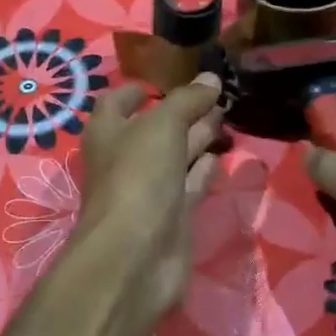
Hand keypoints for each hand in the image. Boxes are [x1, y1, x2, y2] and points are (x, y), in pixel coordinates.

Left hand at [74, 74, 224, 332]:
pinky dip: (203, 170)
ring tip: (227, 118)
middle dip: (181, 112)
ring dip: (197, 138)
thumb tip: (210, 79)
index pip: (117, 101)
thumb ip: (187, 101)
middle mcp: (124, 159)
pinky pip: (189, 185)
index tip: (168, 79)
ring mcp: (147, 190)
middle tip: (217, 95)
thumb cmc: (138, 177)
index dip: (139, 89)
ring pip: (174, 156)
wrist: (136, 257)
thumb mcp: (162, 126)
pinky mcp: (170, 217)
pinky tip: (220, 157)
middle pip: (153, 128)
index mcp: (108, 132)